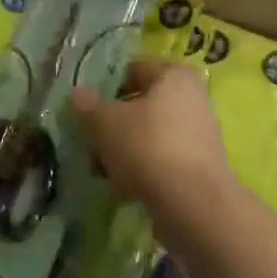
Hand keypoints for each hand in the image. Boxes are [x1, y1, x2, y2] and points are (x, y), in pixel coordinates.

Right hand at [70, 59, 233, 217]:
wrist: (195, 208)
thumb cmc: (148, 148)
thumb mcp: (105, 123)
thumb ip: (87, 106)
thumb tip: (77, 94)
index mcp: (174, 75)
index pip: (132, 69)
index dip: (105, 87)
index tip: (86, 110)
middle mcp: (193, 98)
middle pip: (140, 105)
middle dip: (112, 125)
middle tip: (91, 144)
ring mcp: (199, 135)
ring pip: (148, 135)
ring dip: (124, 151)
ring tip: (103, 172)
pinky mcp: (200, 169)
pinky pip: (161, 160)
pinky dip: (142, 171)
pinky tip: (123, 190)